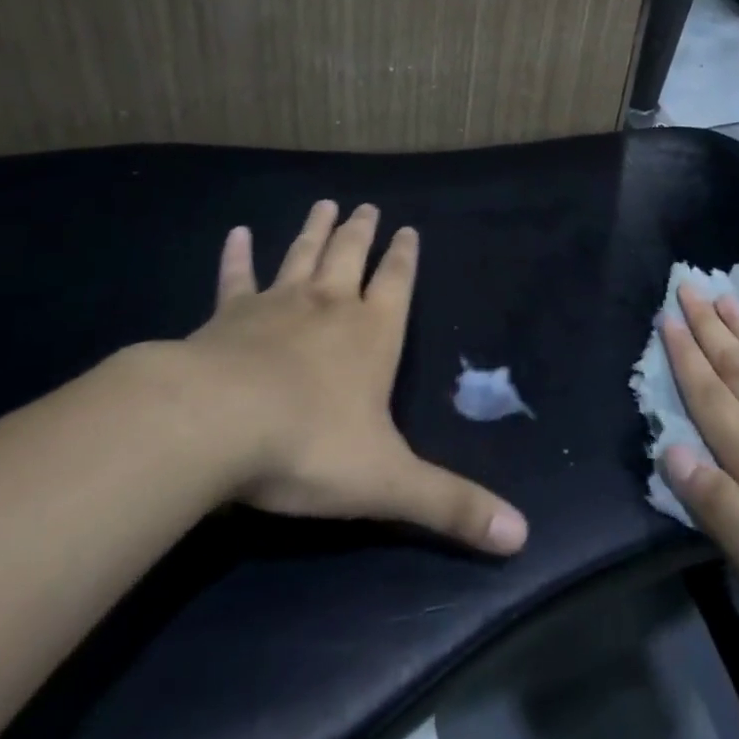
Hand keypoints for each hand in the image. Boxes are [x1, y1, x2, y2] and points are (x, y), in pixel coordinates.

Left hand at [184, 200, 528, 555]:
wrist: (217, 425)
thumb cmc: (310, 447)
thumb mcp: (389, 483)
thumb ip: (451, 506)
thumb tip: (522, 537)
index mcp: (372, 334)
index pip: (397, 284)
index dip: (405, 257)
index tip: (409, 229)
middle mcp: (329, 306)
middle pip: (351, 256)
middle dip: (362, 232)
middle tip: (366, 205)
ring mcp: (276, 304)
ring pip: (302, 255)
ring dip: (314, 229)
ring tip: (325, 202)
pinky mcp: (227, 316)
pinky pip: (236, 278)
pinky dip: (238, 255)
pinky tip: (238, 232)